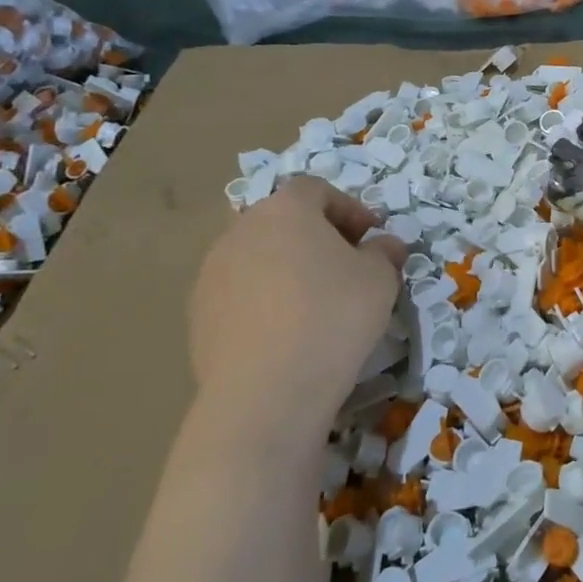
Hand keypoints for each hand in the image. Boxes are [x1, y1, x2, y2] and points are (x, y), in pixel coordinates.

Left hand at [188, 177, 405, 445]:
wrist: (267, 392)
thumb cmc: (333, 316)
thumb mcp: (380, 279)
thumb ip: (384, 253)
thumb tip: (383, 245)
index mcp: (285, 210)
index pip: (316, 190)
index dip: (348, 208)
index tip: (371, 237)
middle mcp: (241, 231)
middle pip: (283, 221)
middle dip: (317, 238)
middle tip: (346, 268)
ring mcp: (212, 274)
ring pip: (258, 258)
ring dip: (287, 270)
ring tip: (316, 305)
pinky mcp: (198, 316)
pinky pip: (240, 295)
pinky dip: (264, 303)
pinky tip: (286, 334)